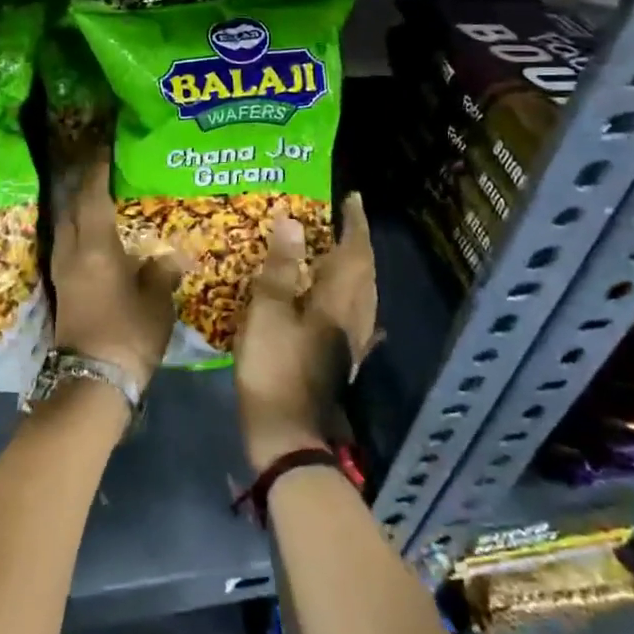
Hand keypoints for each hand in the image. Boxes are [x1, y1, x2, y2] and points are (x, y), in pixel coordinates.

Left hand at [50, 154, 181, 391]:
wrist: (92, 382)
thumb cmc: (128, 335)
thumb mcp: (156, 302)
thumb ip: (161, 272)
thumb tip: (168, 256)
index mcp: (95, 247)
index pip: (92, 196)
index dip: (97, 170)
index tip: (104, 147)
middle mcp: (72, 252)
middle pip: (72, 206)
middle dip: (83, 183)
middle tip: (102, 165)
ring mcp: (63, 270)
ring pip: (67, 225)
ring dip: (79, 205)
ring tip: (100, 192)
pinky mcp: (63, 287)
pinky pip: (68, 243)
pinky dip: (79, 228)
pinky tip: (95, 230)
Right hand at [233, 193, 377, 471]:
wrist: (287, 435)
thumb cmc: (274, 367)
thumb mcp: (268, 312)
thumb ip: (281, 267)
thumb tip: (292, 221)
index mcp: (337, 301)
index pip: (354, 252)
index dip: (354, 224)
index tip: (352, 199)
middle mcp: (353, 319)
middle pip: (365, 274)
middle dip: (358, 243)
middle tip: (345, 220)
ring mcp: (351, 344)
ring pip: (364, 297)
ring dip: (358, 270)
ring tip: (341, 253)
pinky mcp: (342, 362)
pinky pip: (358, 322)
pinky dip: (356, 304)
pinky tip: (351, 310)